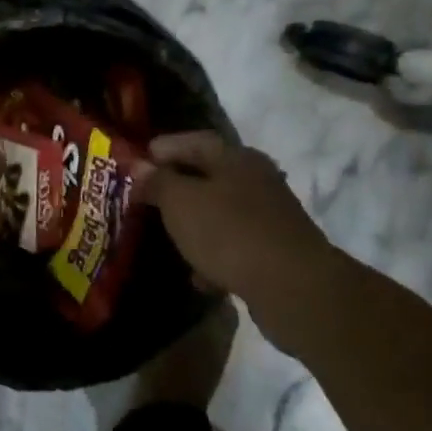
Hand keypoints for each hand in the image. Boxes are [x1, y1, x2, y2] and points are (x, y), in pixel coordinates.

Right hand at [134, 132, 349, 349]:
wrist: (294, 289)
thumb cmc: (229, 232)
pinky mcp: (277, 252)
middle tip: (148, 197)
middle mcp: (258, 180)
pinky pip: (236, 246)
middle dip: (178, 186)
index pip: (194, 141)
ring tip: (168, 236)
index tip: (137, 161)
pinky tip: (199, 275)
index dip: (164, 148)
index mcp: (236, 158)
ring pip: (222, 212)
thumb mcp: (180, 202)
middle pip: (210, 176)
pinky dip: (215, 255)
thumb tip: (140, 167)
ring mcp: (271, 217)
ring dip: (196, 223)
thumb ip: (157, 182)